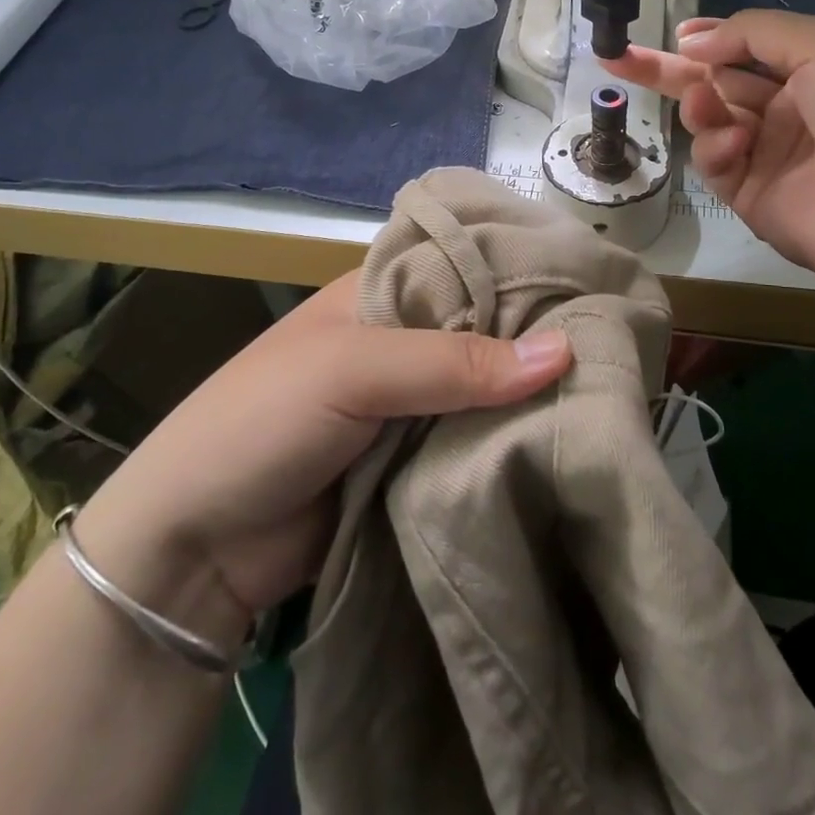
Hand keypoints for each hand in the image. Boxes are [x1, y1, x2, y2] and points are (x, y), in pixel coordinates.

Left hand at [76, 270, 571, 615]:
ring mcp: (412, 401)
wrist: (193, 550)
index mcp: (383, 291)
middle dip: (538, 334)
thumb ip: (455, 361)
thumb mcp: (353, 372)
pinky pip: (476, 439)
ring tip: (613, 386)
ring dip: (532, 392)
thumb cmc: (263, 422)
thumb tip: (565, 350)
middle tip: (620, 338)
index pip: (468, 263)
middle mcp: (403, 336)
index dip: (525, 268)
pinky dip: (511, 439)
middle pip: (485, 325)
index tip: (596, 279)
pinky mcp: (417, 458)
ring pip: (487, 385)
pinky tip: (567, 434)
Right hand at [609, 10, 814, 284]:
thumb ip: (751, 32)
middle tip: (617, 58)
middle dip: (668, 70)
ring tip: (705, 106)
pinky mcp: (749, 195)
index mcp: (812, 70)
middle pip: (715, 84)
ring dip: (700, 107)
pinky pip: (715, 162)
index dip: (710, 40)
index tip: (676, 35)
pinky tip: (735, 147)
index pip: (747, 48)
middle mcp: (787, 110)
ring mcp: (767, 154)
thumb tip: (692, 41)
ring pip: (709, 121)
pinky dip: (716, 148)